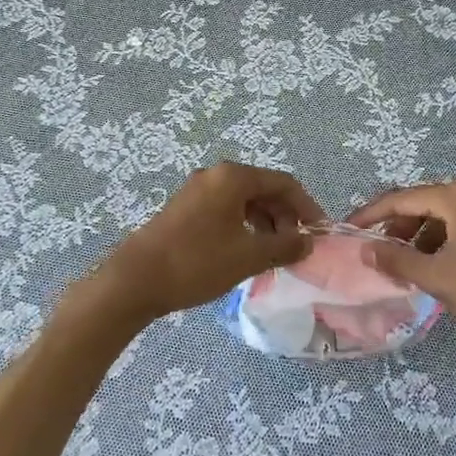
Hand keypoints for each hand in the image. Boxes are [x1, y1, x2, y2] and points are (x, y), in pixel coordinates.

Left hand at [88, 162, 324, 326]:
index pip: (283, 183)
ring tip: (274, 255)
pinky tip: (247, 253)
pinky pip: (225, 210)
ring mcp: (197, 191)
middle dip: (285, 217)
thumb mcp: (248, 256)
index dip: (307, 207)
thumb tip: (308, 242)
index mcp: (233, 177)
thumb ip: (284, 246)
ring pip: (244, 201)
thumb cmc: (197, 262)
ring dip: (265, 224)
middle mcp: (215, 175)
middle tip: (296, 248)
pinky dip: (244, 227)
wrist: (136, 279)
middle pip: (263, 189)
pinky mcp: (184, 208)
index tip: (320, 233)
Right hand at [350, 180, 455, 355]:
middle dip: (399, 227)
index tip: (349, 229)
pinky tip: (444, 266)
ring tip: (410, 265)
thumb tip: (366, 247)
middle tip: (380, 253)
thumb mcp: (440, 279)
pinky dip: (448, 239)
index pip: (402, 198)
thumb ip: (398, 259)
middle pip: (426, 203)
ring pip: (448, 214)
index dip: (372, 215)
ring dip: (424, 236)